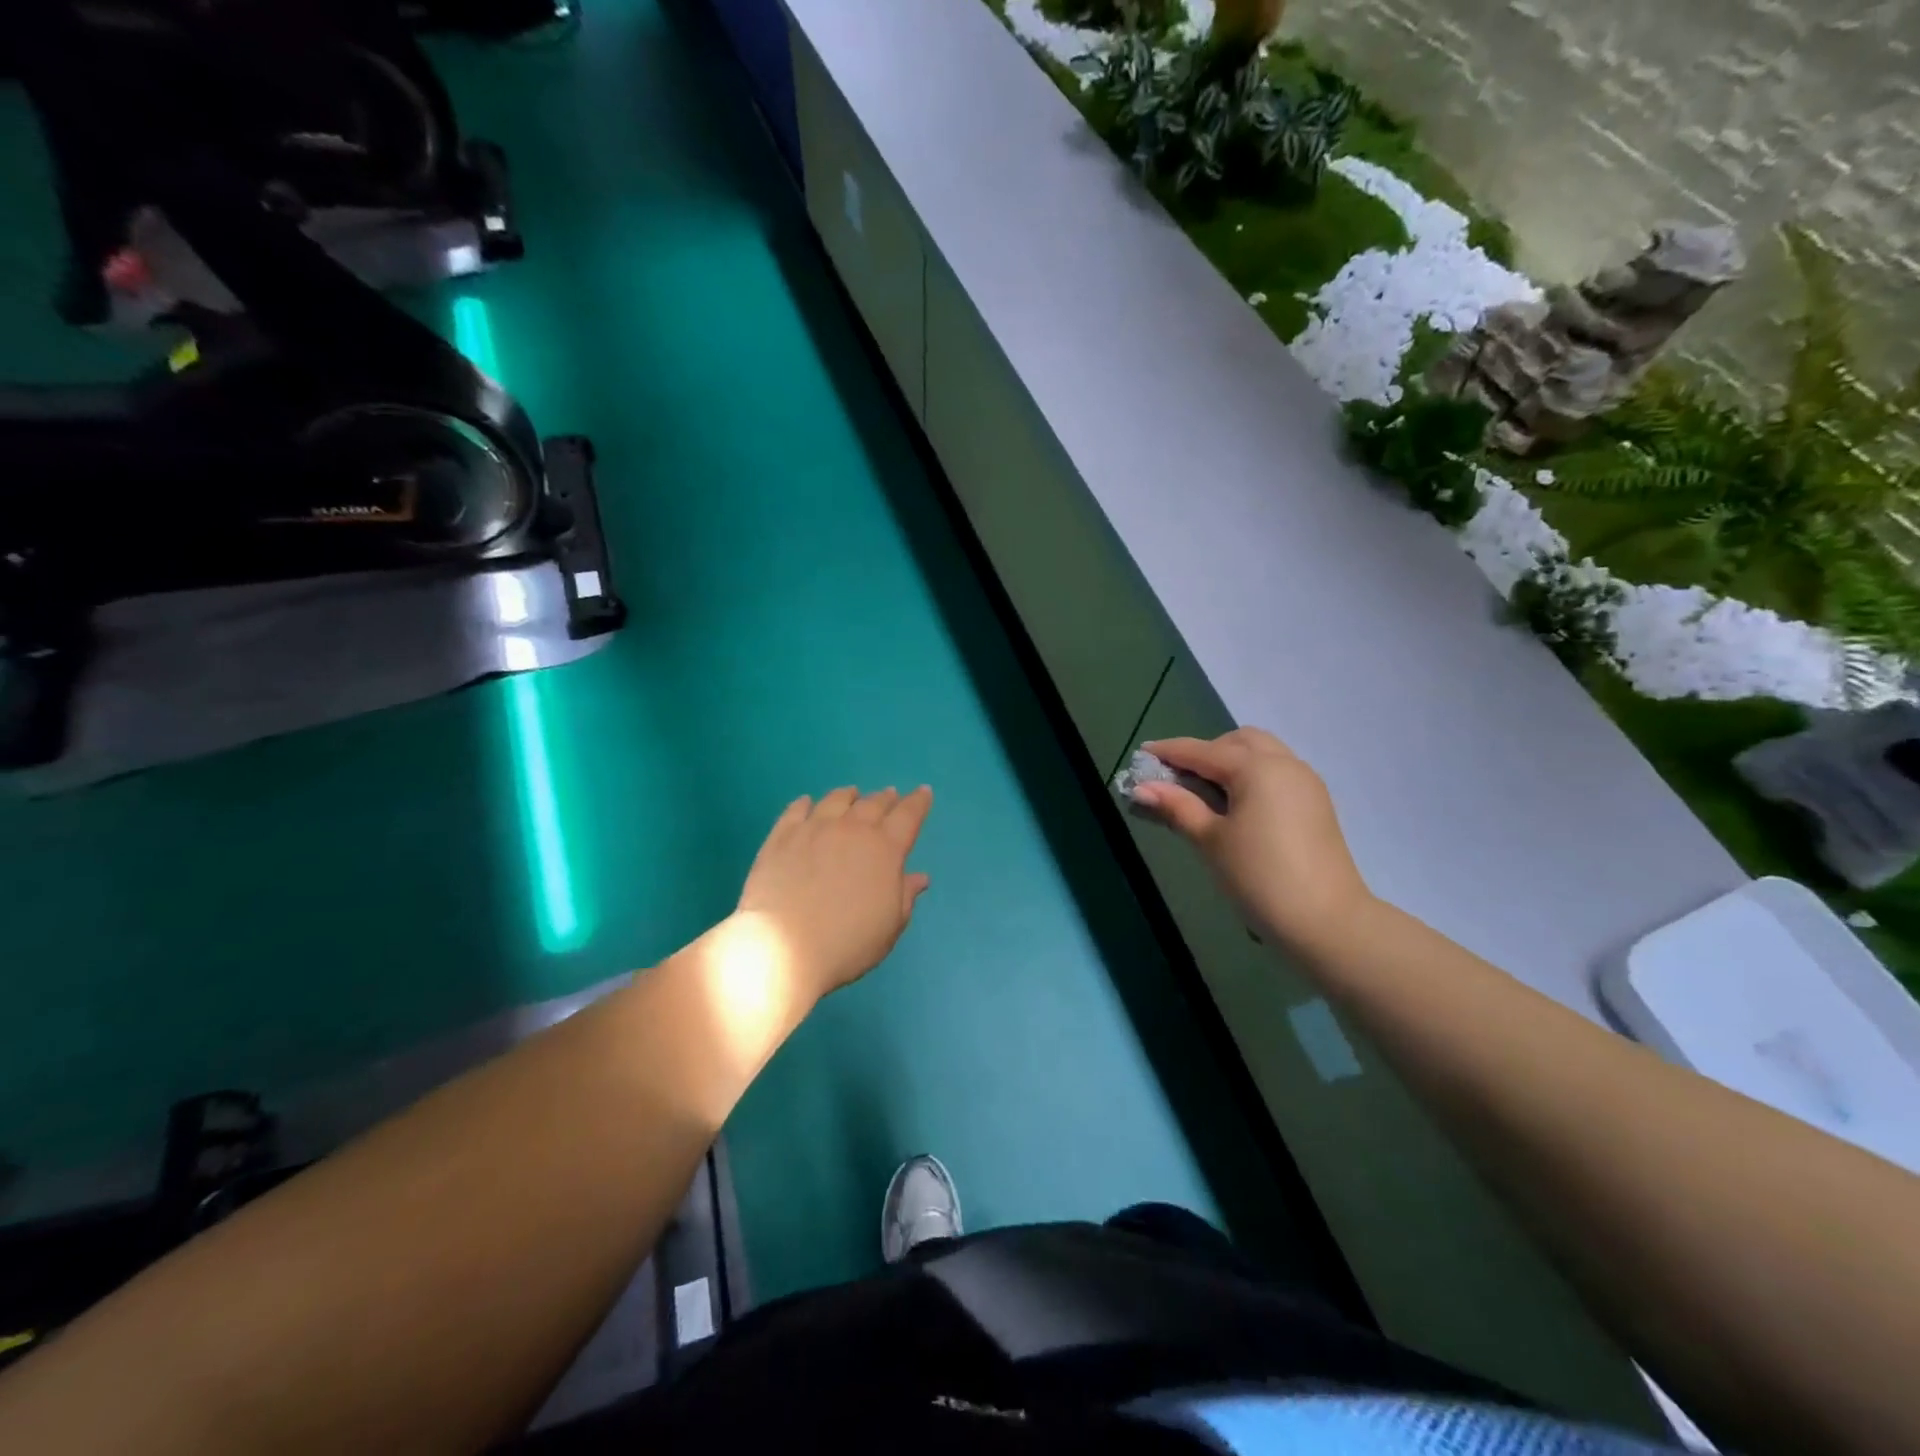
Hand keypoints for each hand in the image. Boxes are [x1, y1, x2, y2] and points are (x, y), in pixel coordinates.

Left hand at [736, 786, 933, 1003]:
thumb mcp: (890, 926)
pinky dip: (806, 803)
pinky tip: (807, 803)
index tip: (923, 792)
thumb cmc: (848, 943)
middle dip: (886, 798)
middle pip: (873, 804)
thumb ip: (905, 896)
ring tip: (853, 794)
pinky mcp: (782, 836)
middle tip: (890, 795)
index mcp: (885, 849)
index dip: (918, 802)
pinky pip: (796, 810)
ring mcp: (814, 829)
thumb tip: (919, 877)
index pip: (908, 816)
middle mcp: (852, 829)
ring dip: (850, 795)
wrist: (784, 948)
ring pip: (836, 800)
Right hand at [1134, 730, 1371, 955]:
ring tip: (1206, 792)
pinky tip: (1237, 804)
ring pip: (1263, 753)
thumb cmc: (1259, 877)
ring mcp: (1306, 783)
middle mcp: (1285, 764)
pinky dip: (1252, 775)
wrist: (1326, 921)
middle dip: (1206, 751)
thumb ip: (1177, 807)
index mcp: (1256, 768)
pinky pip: (1278, 772)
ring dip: (1232, 761)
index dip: (1170, 751)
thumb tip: (1142, 788)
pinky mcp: (1316, 803)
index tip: (1142, 752)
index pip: (1203, 751)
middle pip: (1239, 742)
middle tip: (1179, 777)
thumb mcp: (1210, 840)